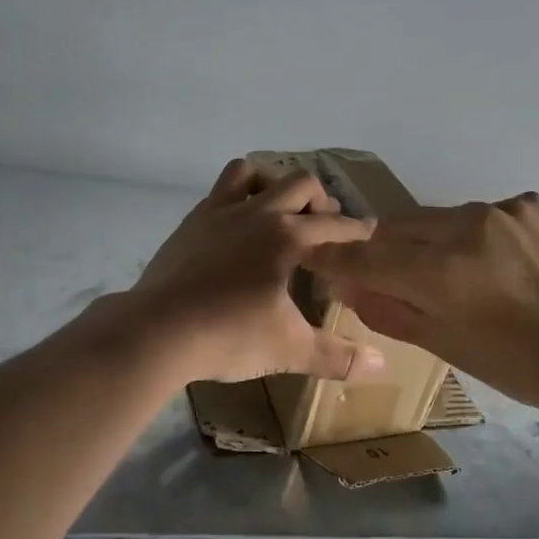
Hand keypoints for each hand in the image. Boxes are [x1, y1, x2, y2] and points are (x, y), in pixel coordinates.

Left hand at [123, 159, 385, 384]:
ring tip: (277, 211)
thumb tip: (380, 366)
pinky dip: (235, 200)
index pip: (334, 225)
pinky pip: (218, 194)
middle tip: (322, 225)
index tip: (369, 230)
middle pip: (298, 183)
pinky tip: (234, 230)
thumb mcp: (289, 350)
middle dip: (319, 199)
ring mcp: (217, 213)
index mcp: (286, 237)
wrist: (157, 330)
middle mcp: (256, 213)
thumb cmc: (229, 336)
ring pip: (249, 172)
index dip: (356, 229)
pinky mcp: (189, 224)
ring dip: (270, 183)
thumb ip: (336, 356)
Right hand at [305, 192, 538, 417]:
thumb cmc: (520, 366)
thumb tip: (345, 285)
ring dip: (430, 240)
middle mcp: (463, 227)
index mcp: (438, 272)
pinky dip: (477, 235)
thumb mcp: (445, 345)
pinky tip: (499, 262)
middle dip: (382, 248)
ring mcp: (501, 209)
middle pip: (396, 227)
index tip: (314, 256)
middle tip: (387, 272)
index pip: (364, 257)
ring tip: (452, 271)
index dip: (333, 257)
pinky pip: (483, 213)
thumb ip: (388, 309)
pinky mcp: (531, 203)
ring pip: (439, 217)